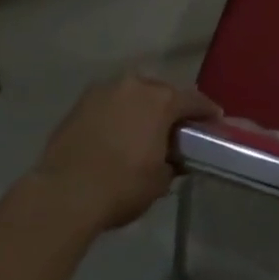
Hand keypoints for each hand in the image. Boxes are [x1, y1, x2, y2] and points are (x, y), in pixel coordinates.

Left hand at [32, 74, 221, 234]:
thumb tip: (175, 158)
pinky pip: (109, 104)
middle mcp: (135, 85)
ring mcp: (104, 90)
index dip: (206, 111)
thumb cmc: (121, 186)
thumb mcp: (159, 181)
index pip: (193, 100)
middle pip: (162, 92)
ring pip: (133, 94)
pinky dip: (117, 114)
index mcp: (161, 100)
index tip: (215, 120)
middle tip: (176, 128)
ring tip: (143, 129)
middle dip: (171, 107)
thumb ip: (173, 163)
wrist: (63, 194)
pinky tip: (117, 133)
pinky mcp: (80, 103)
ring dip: (141, 108)